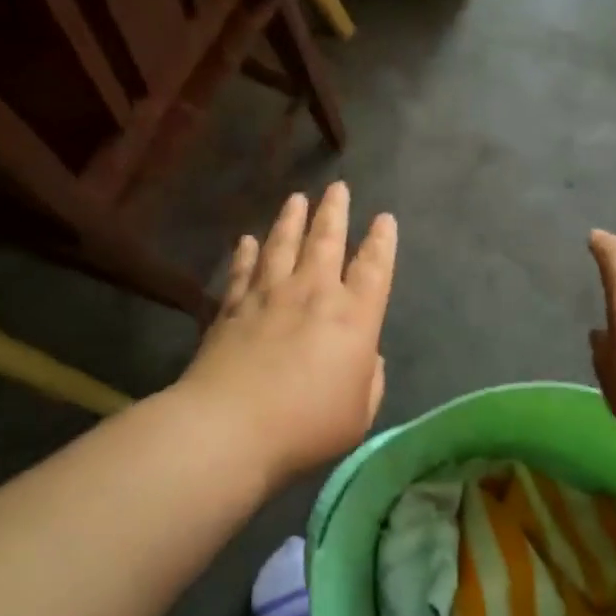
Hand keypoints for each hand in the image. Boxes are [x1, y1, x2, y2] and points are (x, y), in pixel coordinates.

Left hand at [177, 183, 396, 480]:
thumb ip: (369, 379)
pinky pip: (242, 271)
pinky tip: (246, 240)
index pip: (373, 268)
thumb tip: (365, 356)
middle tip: (338, 188)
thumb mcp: (359, 413)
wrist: (230, 428)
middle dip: (335, 212)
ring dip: (291, 219)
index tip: (384, 219)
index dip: (382, 242)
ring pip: (283, 245)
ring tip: (297, 198)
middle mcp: (313, 294)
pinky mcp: (232, 308)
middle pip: (326, 241)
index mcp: (353, 317)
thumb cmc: (306, 425)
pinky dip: (245, 253)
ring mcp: (268, 296)